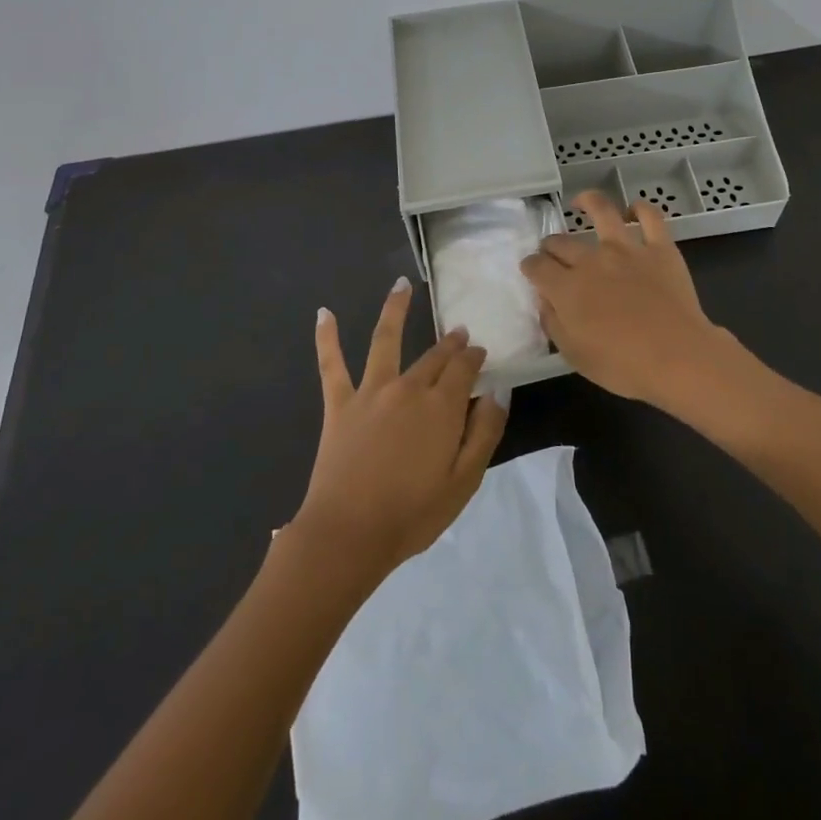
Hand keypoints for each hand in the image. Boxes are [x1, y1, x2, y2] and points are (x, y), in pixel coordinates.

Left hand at [293, 279, 507, 584]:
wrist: (350, 534)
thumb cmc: (413, 514)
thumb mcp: (465, 481)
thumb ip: (484, 432)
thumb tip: (497, 391)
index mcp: (442, 406)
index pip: (464, 368)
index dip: (474, 357)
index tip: (480, 352)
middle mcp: (408, 387)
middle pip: (433, 356)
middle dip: (449, 342)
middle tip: (458, 332)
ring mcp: (371, 391)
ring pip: (385, 339)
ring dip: (395, 309)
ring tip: (401, 285)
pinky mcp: (339, 403)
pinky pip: (331, 364)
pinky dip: (326, 337)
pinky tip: (323, 312)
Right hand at [521, 190, 742, 408]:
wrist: (678, 358)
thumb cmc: (622, 366)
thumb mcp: (574, 354)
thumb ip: (553, 322)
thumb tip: (544, 299)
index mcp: (567, 288)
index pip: (536, 266)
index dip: (530, 266)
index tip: (531, 270)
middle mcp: (591, 260)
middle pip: (561, 242)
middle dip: (551, 245)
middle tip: (553, 252)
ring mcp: (627, 249)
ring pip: (602, 211)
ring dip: (587, 202)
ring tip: (581, 202)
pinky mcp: (659, 248)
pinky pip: (651, 217)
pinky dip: (641, 208)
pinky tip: (634, 209)